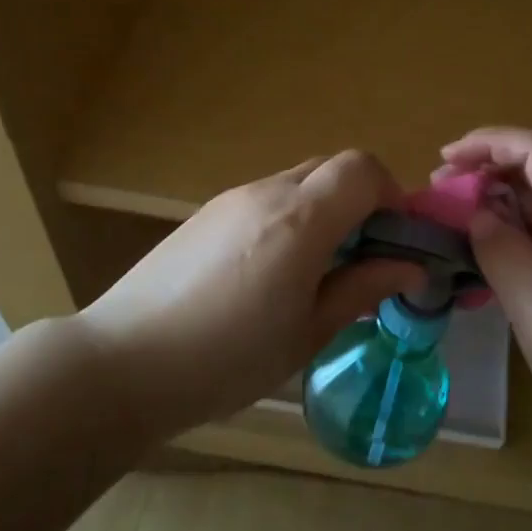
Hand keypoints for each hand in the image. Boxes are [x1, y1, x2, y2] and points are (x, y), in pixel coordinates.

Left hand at [75, 151, 425, 440]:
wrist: (122, 363)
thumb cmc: (226, 358)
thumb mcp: (307, 332)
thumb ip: (362, 288)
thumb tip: (410, 267)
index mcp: (299, 219)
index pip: (362, 168)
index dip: (391, 194)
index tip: (395, 241)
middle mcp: (266, 192)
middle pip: (332, 167)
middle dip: (361, 201)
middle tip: (363, 257)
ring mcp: (231, 199)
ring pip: (298, 181)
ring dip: (325, 210)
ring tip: (317, 271)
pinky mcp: (206, 214)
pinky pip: (265, 198)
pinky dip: (290, 218)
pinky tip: (271, 273)